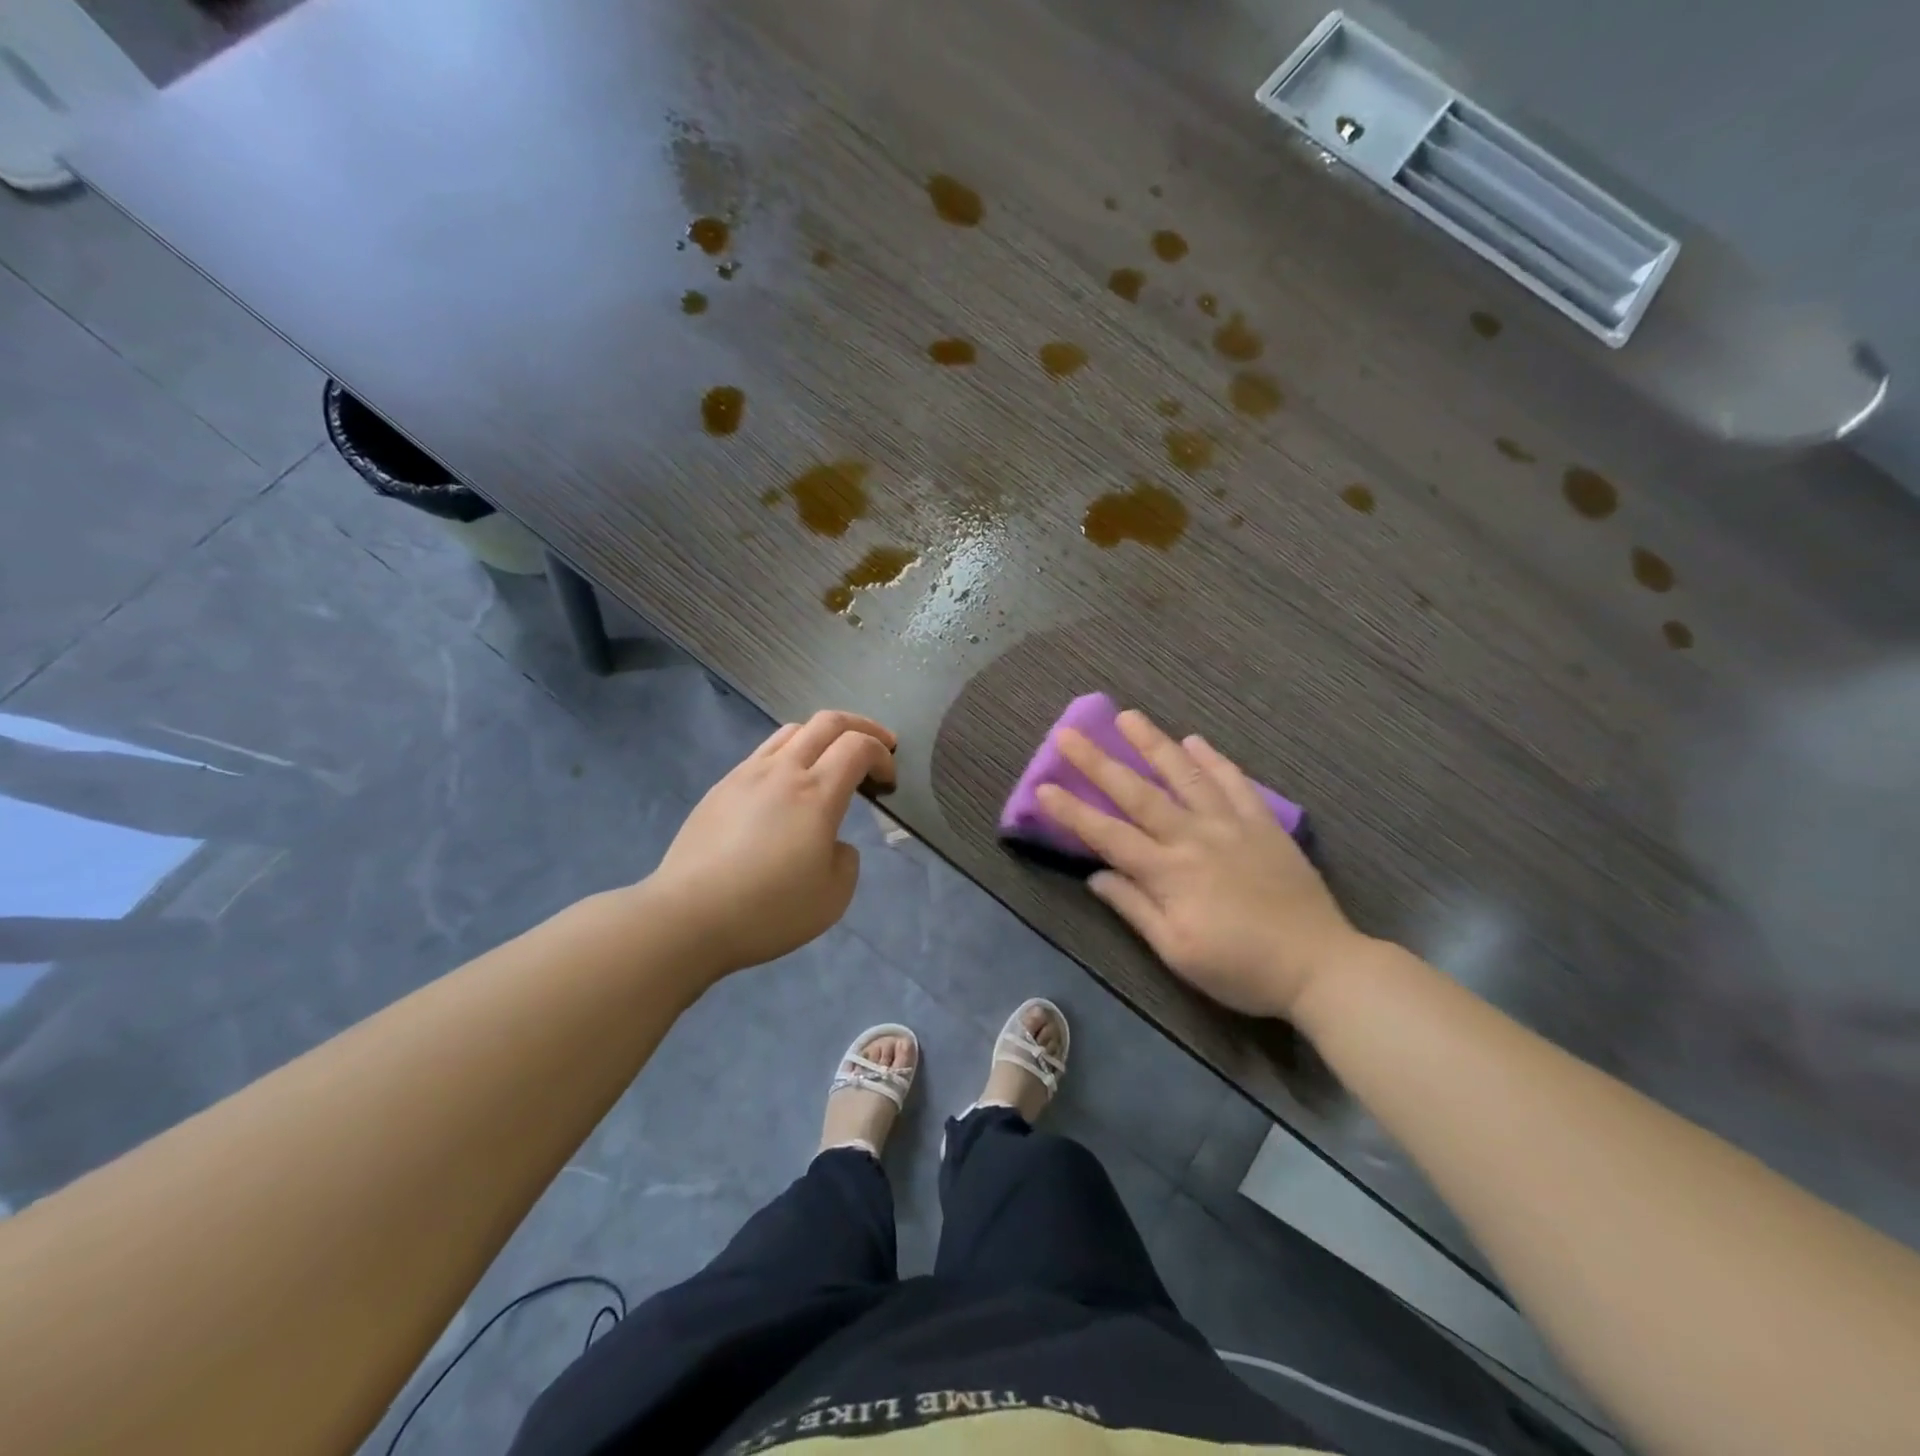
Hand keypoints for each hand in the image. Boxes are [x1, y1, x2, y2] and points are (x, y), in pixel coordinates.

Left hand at [649, 710, 895, 975]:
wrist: (688, 917)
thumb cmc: (768, 909)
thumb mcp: (833, 897)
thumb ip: (846, 860)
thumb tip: (833, 843)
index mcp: (816, 793)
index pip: (858, 746)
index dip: (882, 755)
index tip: (888, 781)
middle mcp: (782, 771)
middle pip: (827, 722)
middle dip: (861, 726)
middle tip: (879, 743)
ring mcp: (746, 775)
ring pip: (791, 731)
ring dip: (822, 735)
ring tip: (832, 759)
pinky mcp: (720, 789)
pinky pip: (763, 754)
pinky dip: (790, 754)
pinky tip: (787, 786)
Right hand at [1037, 710, 1362, 1017]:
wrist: (1320, 966)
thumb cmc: (1240, 967)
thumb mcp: (1177, 952)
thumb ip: (1135, 909)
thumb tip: (1096, 876)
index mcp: (1169, 872)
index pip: (1108, 835)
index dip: (1072, 812)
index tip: (1043, 787)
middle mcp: (1194, 837)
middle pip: (1138, 793)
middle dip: (1099, 762)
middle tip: (1069, 733)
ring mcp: (1231, 825)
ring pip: (1186, 776)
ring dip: (1154, 744)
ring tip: (1129, 716)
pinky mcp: (1263, 825)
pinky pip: (1236, 783)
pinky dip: (1214, 760)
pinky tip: (1196, 741)